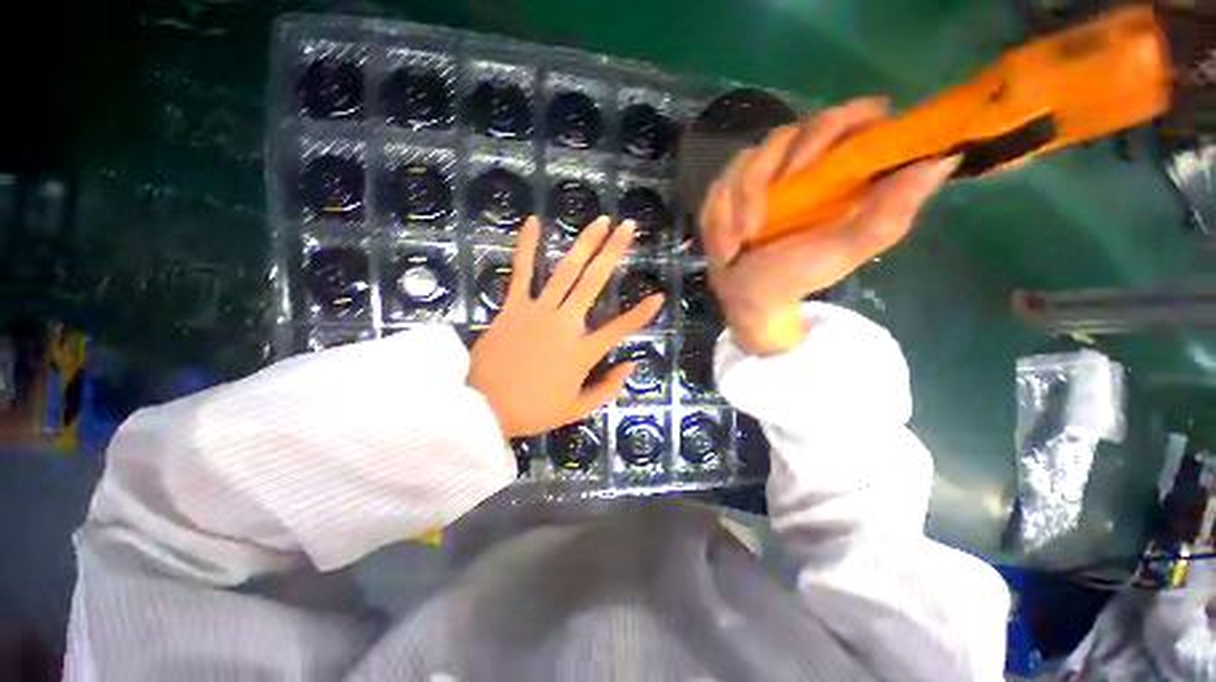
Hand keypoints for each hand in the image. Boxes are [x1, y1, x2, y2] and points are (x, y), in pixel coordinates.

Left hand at [468, 216, 664, 437]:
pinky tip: (534, 222)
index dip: (642, 313)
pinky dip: (526, 246)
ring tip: (601, 220)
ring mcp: (538, 310)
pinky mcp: (514, 306)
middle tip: (628, 227)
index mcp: (583, 351)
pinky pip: (521, 271)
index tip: (659, 296)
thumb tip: (632, 365)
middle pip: (594, 282)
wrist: (483, 407)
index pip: (620, 329)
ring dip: (585, 243)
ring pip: (566, 270)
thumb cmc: (533, 410)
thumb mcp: (577, 409)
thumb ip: (608, 388)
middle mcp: (566, 323)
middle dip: (614, 252)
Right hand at [700, 98, 958, 356]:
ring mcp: (763, 177)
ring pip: (744, 163)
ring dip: (736, 208)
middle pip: (785, 135)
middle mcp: (803, 165)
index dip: (834, 127)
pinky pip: (718, 189)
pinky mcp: (731, 192)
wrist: (751, 298)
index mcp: (840, 173)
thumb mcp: (845, 251)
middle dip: (764, 181)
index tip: (811, 163)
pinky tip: (727, 246)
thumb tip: (941, 161)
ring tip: (739, 245)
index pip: (850, 119)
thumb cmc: (799, 276)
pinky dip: (718, 219)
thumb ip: (888, 214)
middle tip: (759, 225)